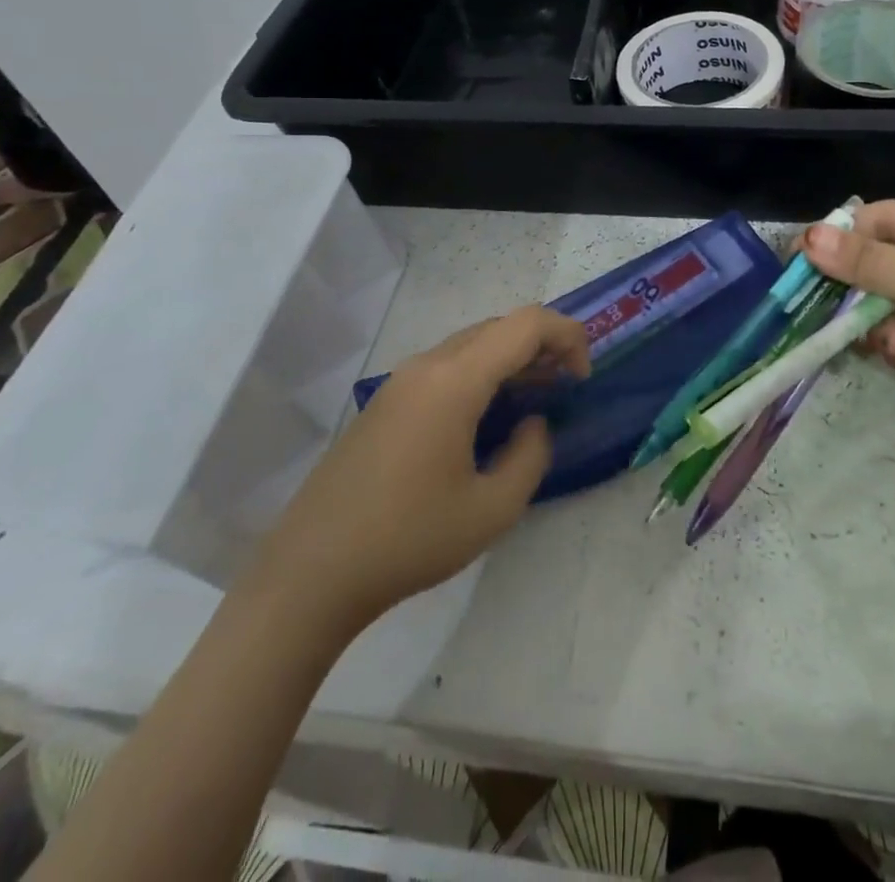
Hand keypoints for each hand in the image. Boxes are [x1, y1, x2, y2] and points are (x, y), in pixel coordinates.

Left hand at [267, 306, 589, 629]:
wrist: (312, 570)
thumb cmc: (409, 539)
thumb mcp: (492, 509)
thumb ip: (530, 456)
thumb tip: (533, 424)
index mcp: (455, 380)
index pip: (525, 324)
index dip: (567, 337)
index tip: (582, 379)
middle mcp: (427, 365)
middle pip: (498, 328)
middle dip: (542, 346)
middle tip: (566, 388)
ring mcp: (401, 381)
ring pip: (471, 345)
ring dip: (511, 360)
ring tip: (536, 399)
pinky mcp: (387, 402)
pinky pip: (447, 367)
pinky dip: (482, 375)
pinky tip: (489, 417)